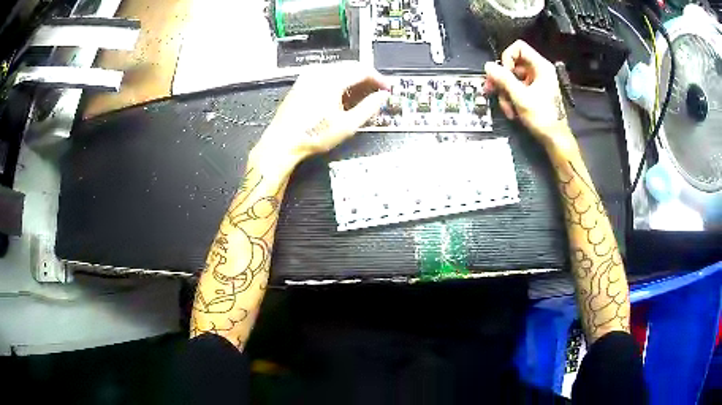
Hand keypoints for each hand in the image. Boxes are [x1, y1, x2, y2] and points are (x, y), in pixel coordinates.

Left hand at [256, 62, 389, 166]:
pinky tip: (342, 96)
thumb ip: (369, 107)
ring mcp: (309, 75)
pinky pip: (327, 74)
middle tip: (377, 92)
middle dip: (367, 78)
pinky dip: (339, 81)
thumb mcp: (347, 125)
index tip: (387, 88)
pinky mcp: (302, 82)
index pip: (363, 70)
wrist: (283, 142)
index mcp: (332, 79)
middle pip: (351, 66)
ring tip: (362, 96)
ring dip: (353, 79)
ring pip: (339, 69)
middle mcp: (320, 72)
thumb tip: (383, 96)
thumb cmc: (314, 135)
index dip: (378, 78)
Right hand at [484, 41, 575, 151]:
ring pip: (512, 78)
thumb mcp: (521, 97)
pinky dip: (511, 98)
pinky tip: (511, 111)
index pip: (519, 48)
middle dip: (502, 78)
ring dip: (505, 92)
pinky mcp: (533, 92)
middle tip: (491, 90)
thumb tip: (488, 65)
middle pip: (513, 64)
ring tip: (506, 108)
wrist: (555, 139)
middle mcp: (538, 70)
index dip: (507, 57)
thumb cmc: (542, 117)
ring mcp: (536, 82)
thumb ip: (504, 79)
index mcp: (541, 67)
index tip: (504, 73)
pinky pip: (517, 88)